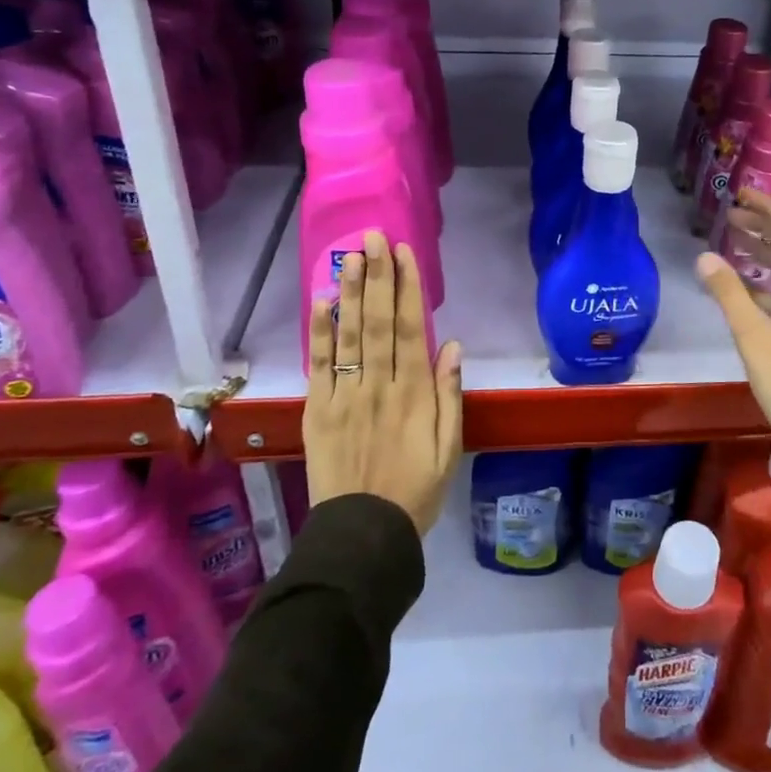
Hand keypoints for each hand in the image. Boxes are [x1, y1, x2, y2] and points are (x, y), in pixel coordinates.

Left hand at [303, 231, 462, 536]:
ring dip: (349, 292)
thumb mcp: (449, 448)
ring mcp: (344, 396)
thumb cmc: (415, 490)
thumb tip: (451, 345)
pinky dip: (320, 333)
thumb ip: (450, 395)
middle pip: (377, 321)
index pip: (410, 328)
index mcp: (414, 393)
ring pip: (348, 335)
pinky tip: (321, 303)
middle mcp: (378, 385)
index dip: (407, 287)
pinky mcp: (318, 411)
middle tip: (374, 237)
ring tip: (349, 255)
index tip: (405, 253)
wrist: (362, 534)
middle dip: (376, 276)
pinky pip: (319, 366)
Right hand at [696, 189, 770, 457]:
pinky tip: (740, 285)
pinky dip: (764, 282)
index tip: (741, 194)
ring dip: (763, 252)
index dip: (770, 208)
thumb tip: (704, 256)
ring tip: (730, 240)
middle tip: (728, 215)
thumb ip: (729, 295)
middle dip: (763, 226)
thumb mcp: (755, 339)